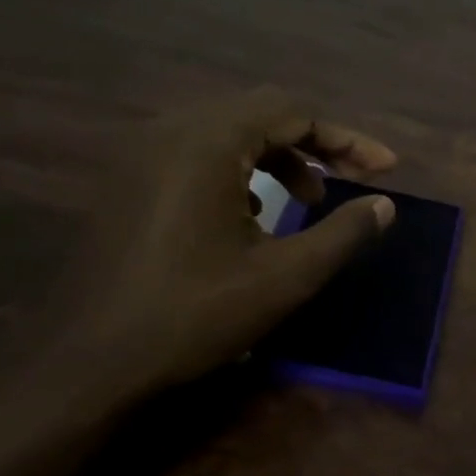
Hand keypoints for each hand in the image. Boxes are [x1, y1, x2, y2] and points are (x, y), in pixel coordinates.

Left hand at [54, 87, 397, 395]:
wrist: (90, 363)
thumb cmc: (193, 315)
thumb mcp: (284, 277)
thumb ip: (343, 234)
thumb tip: (385, 205)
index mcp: (208, 141)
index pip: (294, 113)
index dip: (347, 139)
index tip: (386, 169)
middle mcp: (171, 130)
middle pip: (261, 113)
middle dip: (314, 144)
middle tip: (349, 181)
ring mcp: (141, 153)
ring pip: (227, 131)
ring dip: (276, 157)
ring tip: (306, 201)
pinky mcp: (127, 179)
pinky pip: (196, 152)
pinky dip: (237, 169)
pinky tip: (250, 213)